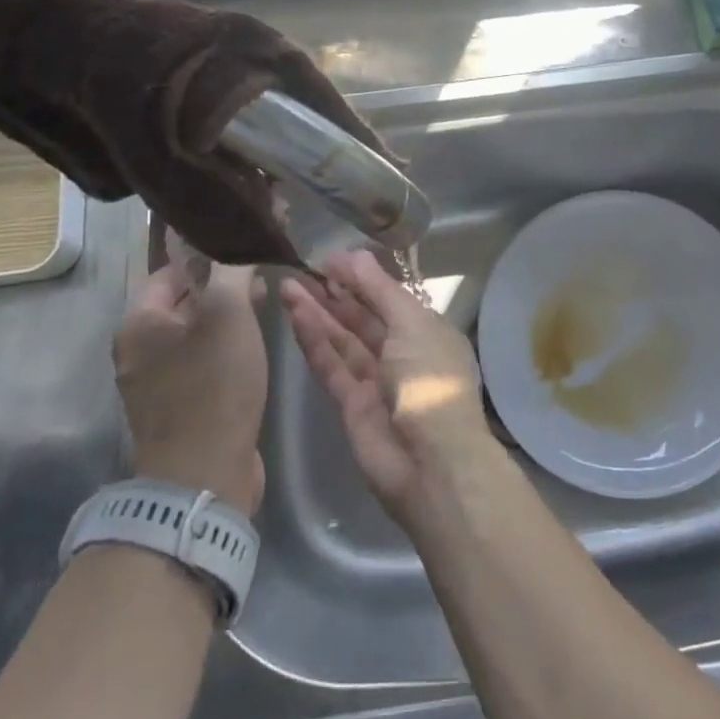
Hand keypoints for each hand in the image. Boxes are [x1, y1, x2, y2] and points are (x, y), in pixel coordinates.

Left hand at [114, 228, 267, 513]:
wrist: (204, 477)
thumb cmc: (213, 385)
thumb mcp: (229, 314)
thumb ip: (232, 270)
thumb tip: (238, 244)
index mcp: (138, 324)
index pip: (172, 269)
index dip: (209, 251)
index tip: (245, 242)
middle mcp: (139, 350)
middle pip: (184, 299)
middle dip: (223, 282)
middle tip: (263, 269)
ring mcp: (157, 382)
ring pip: (196, 331)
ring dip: (229, 313)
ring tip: (267, 298)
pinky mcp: (180, 408)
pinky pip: (203, 361)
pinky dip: (227, 344)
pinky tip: (256, 340)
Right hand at [280, 250, 490, 525]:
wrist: (432, 463)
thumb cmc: (430, 379)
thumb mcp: (412, 324)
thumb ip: (380, 290)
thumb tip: (355, 255)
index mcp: (426, 331)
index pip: (389, 298)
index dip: (361, 278)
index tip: (329, 260)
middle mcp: (402, 353)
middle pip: (363, 318)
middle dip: (335, 294)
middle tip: (302, 270)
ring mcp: (376, 381)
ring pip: (342, 340)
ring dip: (318, 313)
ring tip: (288, 286)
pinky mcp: (351, 406)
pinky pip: (331, 366)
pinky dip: (314, 341)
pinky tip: (295, 316)